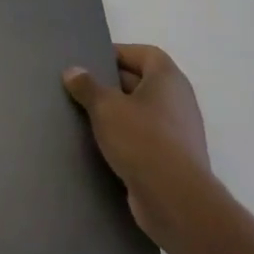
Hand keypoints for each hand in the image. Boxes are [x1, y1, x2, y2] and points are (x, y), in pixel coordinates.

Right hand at [63, 44, 211, 245]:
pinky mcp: (174, 160)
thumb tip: (73, 71)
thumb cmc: (142, 140)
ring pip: (142, 112)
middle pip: (142, 82)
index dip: (119, 53)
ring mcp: (179, 133)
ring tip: (86, 116)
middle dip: (112, 84)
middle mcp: (179, 101)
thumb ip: (87, 86)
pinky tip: (101, 146)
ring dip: (117, 113)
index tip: (91, 63)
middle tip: (81, 88)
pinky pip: (145, 139)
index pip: (145, 54)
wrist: (175, 200)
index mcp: (169, 80)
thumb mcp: (105, 107)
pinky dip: (126, 138)